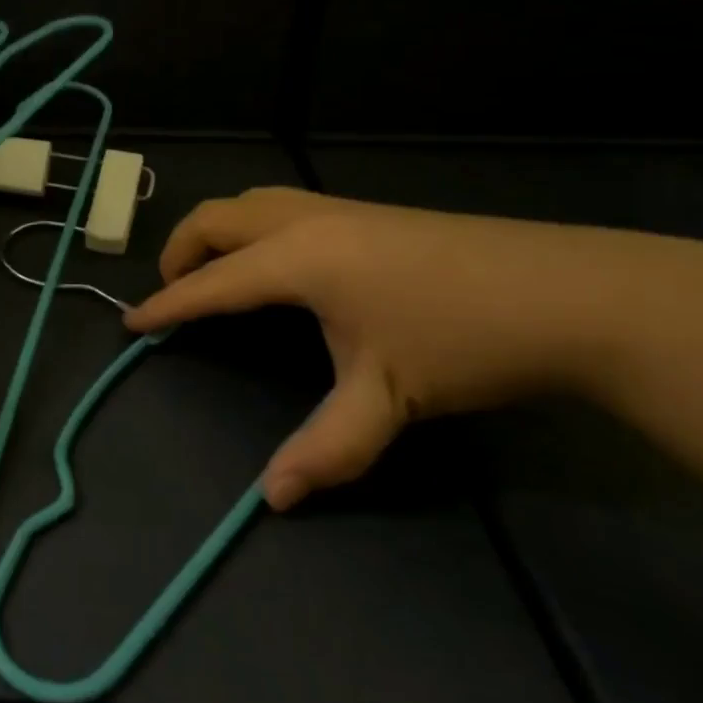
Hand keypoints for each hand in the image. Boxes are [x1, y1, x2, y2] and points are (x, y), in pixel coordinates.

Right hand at [124, 187, 694, 509]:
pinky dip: (251, 230)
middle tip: (175, 297)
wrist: (573, 293)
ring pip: (250, 203)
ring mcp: (339, 209)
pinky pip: (280, 208)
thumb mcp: (388, 398)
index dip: (166, 305)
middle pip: (216, 219)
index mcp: (296, 259)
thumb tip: (275, 498)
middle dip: (181, 253)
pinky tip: (278, 267)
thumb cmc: (464, 341)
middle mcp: (305, 221)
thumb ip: (326, 447)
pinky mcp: (367, 212)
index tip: (129, 321)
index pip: (211, 283)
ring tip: (216, 276)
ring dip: (216, 234)